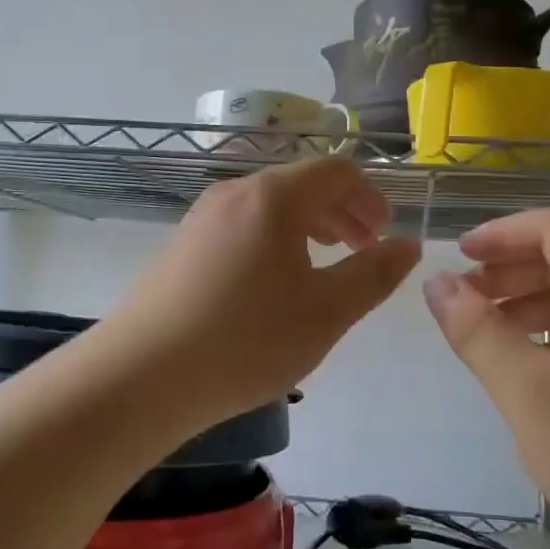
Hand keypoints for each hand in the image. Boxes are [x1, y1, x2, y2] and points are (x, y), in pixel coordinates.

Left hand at [105, 158, 420, 429]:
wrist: (140, 377)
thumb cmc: (246, 340)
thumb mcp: (326, 312)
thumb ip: (374, 275)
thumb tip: (409, 245)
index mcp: (273, 197)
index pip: (335, 171)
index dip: (369, 196)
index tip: (385, 232)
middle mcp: (235, 193)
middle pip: (301, 184)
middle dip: (342, 211)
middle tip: (364, 248)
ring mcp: (202, 218)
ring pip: (270, 206)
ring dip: (308, 226)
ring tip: (324, 264)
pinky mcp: (182, 246)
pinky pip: (242, 226)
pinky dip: (274, 240)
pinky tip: (274, 285)